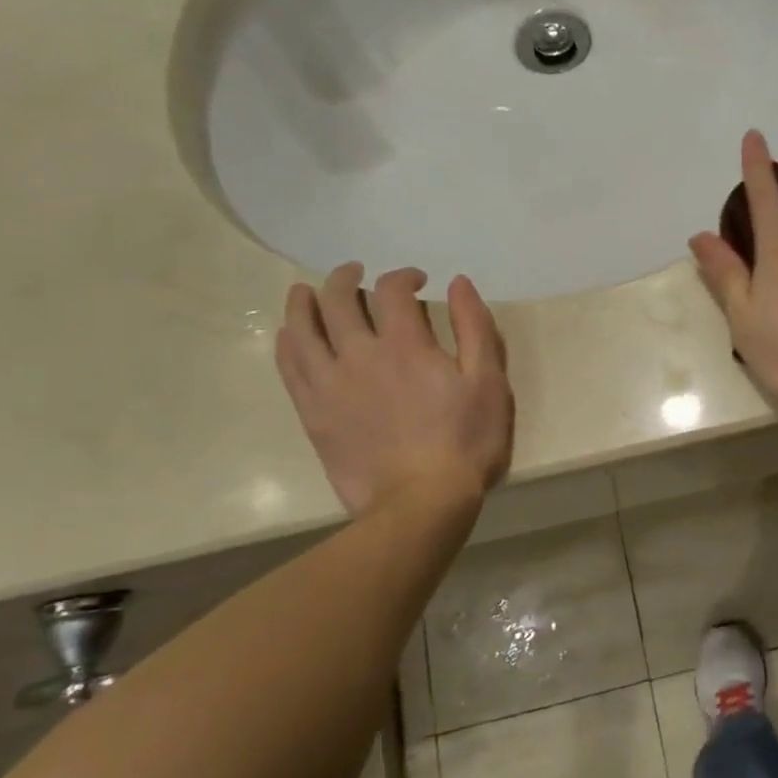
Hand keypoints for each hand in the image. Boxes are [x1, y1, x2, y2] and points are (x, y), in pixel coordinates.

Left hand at [275, 264, 513, 514]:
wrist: (421, 503)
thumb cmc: (466, 442)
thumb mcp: (489, 382)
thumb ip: (475, 328)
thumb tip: (459, 283)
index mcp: (406, 345)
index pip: (392, 290)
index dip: (403, 276)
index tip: (417, 282)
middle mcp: (360, 355)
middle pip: (337, 299)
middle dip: (346, 277)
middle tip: (356, 274)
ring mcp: (330, 384)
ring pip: (302, 328)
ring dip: (303, 301)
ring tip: (306, 291)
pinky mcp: (313, 413)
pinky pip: (289, 366)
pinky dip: (287, 341)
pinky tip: (289, 334)